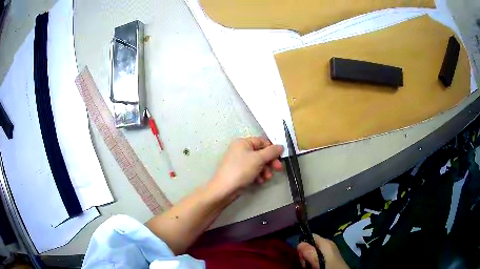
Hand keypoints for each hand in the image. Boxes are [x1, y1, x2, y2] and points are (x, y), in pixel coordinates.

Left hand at [209, 137, 283, 198]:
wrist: (225, 189)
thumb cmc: (240, 170)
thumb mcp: (259, 159)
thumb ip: (271, 152)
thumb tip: (281, 146)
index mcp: (243, 142)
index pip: (262, 141)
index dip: (272, 149)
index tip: (280, 157)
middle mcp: (240, 150)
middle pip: (261, 153)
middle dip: (270, 162)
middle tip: (278, 168)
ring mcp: (239, 161)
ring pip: (258, 163)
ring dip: (265, 170)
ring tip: (266, 178)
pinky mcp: (239, 172)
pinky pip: (252, 171)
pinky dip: (258, 175)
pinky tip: (259, 181)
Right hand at [298, 234, 348, 268]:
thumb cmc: (330, 267)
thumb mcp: (319, 260)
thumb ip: (310, 252)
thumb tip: (299, 243)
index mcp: (326, 242)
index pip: (311, 236)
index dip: (303, 243)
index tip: (300, 253)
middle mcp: (327, 245)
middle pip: (311, 245)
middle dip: (305, 254)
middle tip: (306, 263)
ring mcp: (329, 252)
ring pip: (313, 253)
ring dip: (308, 260)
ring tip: (310, 266)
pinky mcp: (329, 259)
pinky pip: (317, 257)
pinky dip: (313, 262)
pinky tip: (314, 267)